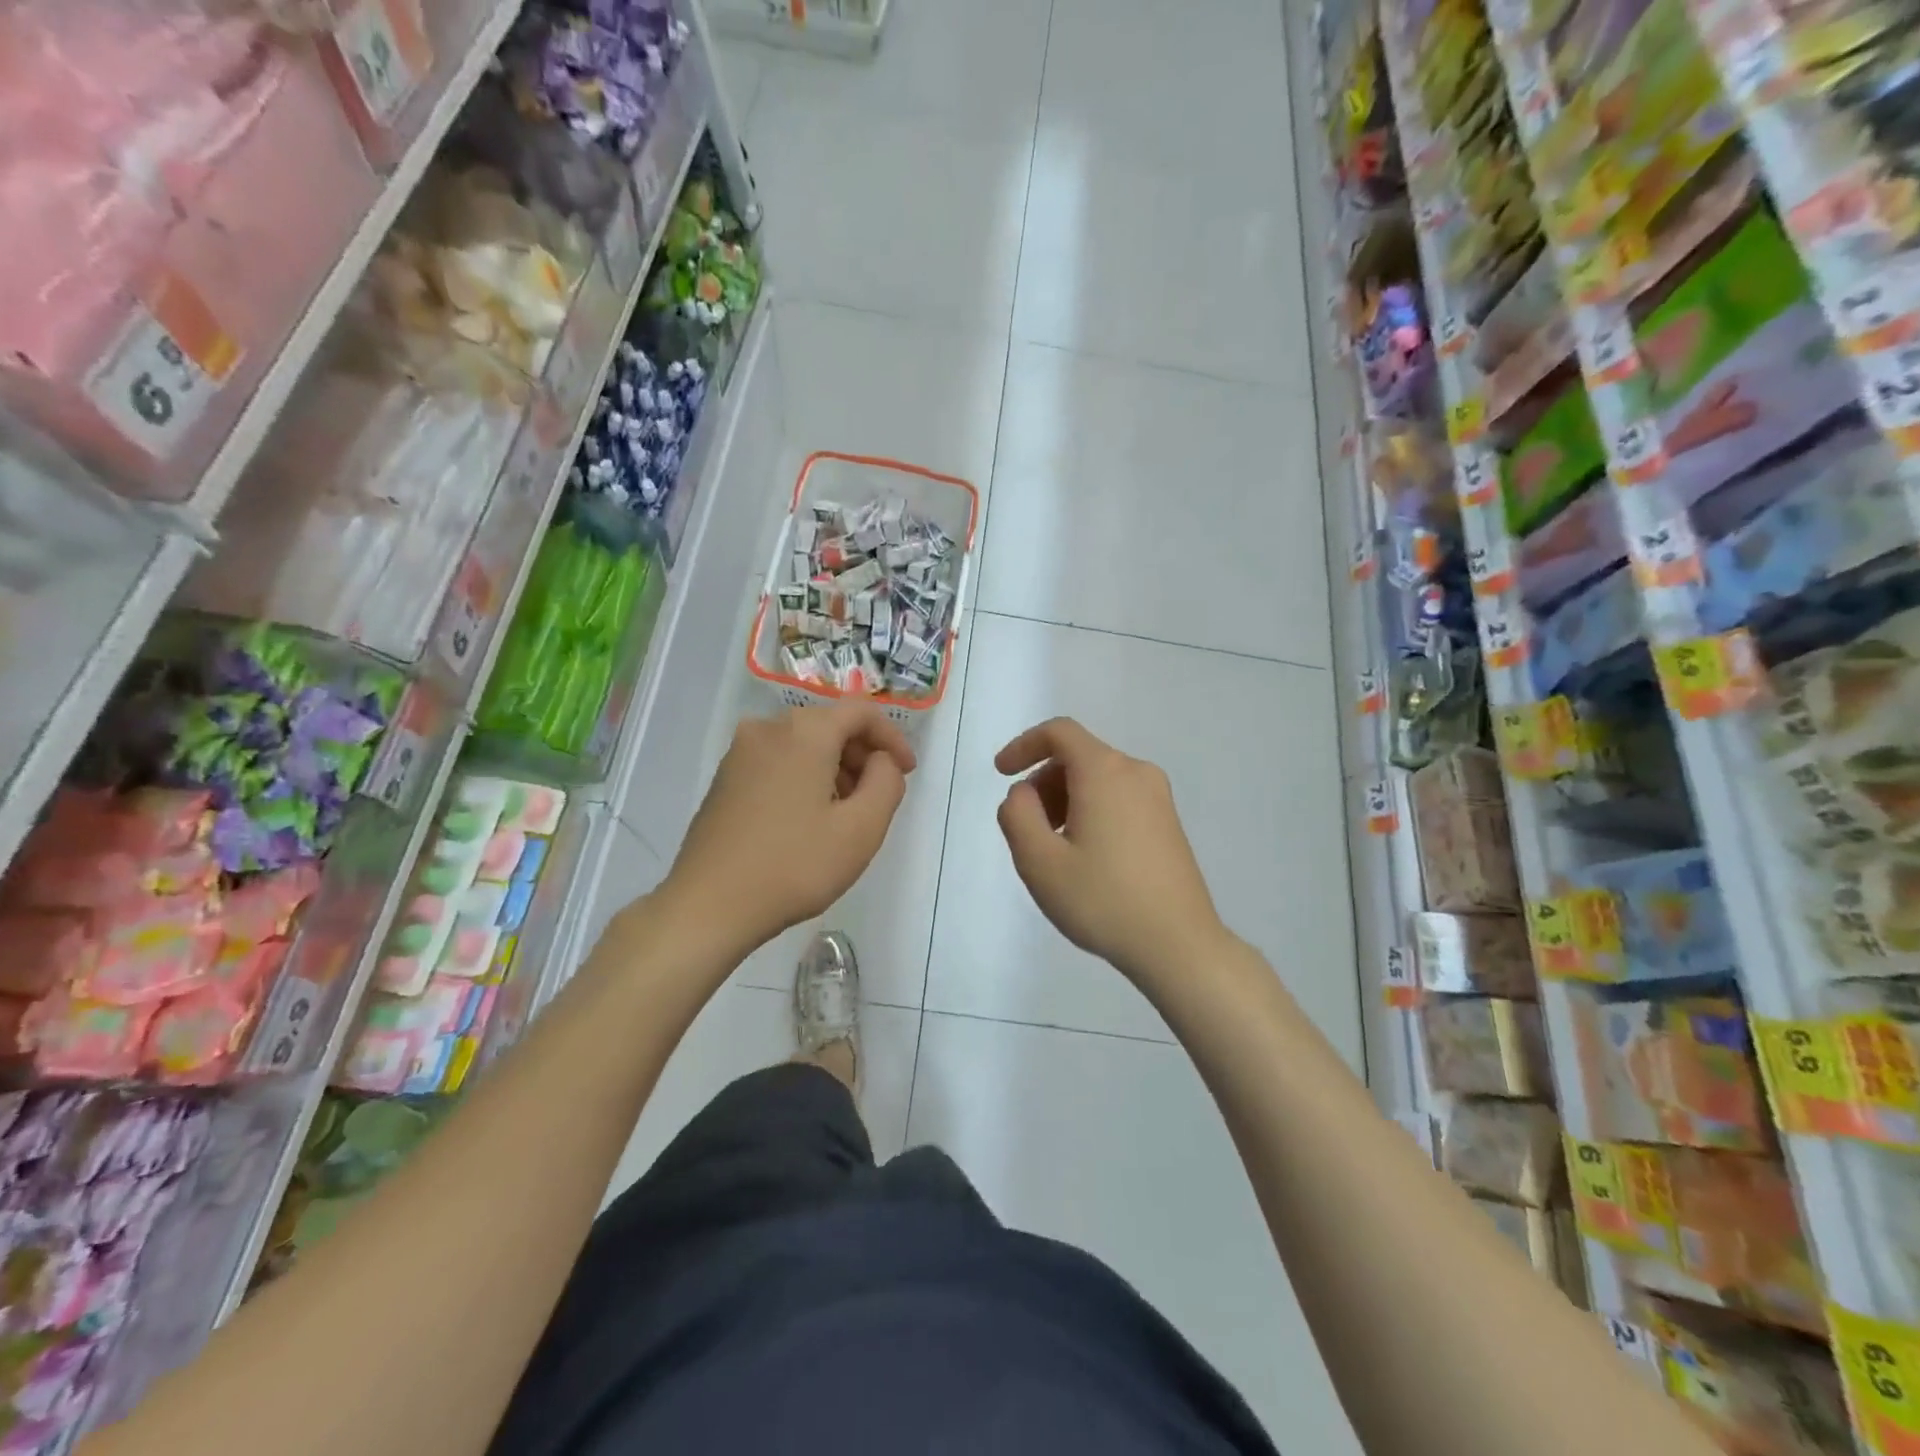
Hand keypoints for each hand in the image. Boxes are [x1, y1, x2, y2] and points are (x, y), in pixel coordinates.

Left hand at [662, 703, 915, 955]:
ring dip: (834, 769)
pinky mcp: (724, 779)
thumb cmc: (794, 865)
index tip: (907, 772)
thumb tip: (881, 761)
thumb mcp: (862, 828)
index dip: (892, 738)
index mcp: (804, 731)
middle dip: (862, 755)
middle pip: (829, 725)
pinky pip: (778, 762)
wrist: (709, 906)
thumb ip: (887, 782)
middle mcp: (767, 729)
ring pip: (802, 745)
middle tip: (879, 796)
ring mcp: (739, 753)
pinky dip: (804, 778)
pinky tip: (809, 821)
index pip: (861, 712)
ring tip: (847, 814)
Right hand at [995, 718, 1225, 987]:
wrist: (1178, 945)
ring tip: (1055, 850)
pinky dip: (1091, 811)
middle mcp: (1136, 773)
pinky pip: (1118, 798)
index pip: (1059, 732)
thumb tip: (1023, 793)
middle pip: (1078, 756)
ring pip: (1098, 779)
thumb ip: (1017, 814)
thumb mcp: (1039, 861)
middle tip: (1028, 828)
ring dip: (1065, 800)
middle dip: (1043, 782)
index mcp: (1105, 772)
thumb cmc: (1103, 900)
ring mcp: (1159, 798)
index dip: (1023, 745)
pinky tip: (1086, 858)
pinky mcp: (1168, 823)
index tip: (1001, 773)